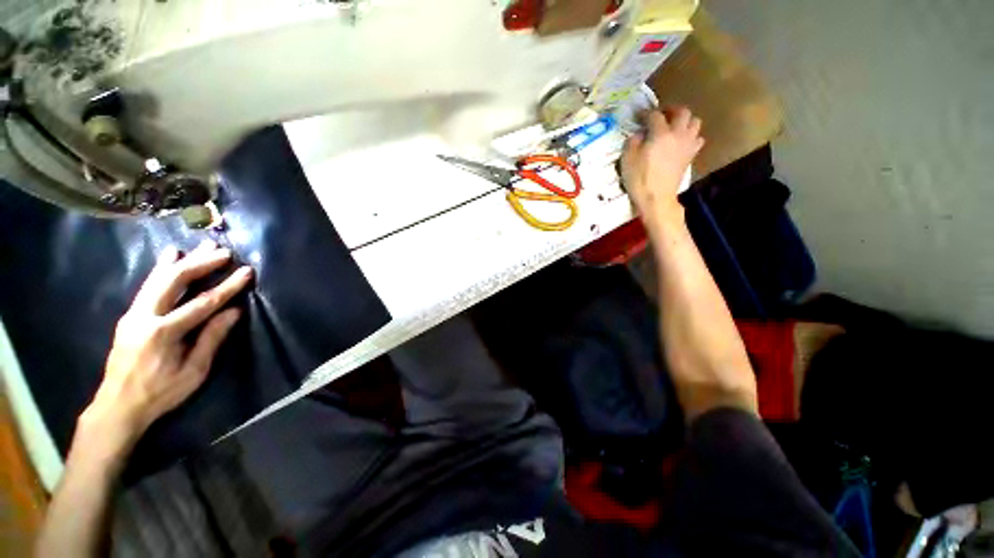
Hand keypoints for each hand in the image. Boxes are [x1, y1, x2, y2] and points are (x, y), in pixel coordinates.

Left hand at [78, 240, 252, 463]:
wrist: (118, 406)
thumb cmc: (161, 392)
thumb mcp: (194, 371)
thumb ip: (212, 338)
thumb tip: (234, 311)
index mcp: (163, 332)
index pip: (203, 302)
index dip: (228, 286)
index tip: (246, 271)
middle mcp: (144, 316)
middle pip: (175, 281)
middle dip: (201, 263)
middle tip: (223, 251)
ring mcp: (133, 314)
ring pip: (158, 278)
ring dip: (182, 260)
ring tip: (200, 246)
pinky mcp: (129, 315)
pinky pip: (148, 286)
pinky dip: (162, 268)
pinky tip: (170, 257)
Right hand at [621, 107, 703, 228]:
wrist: (656, 198)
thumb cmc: (639, 179)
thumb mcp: (627, 160)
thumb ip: (632, 142)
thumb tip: (639, 134)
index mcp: (661, 133)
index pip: (655, 115)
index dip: (646, 113)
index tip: (638, 116)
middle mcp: (678, 134)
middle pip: (682, 112)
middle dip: (671, 110)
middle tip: (661, 115)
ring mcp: (687, 145)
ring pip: (695, 123)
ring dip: (685, 121)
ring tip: (674, 127)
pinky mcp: (690, 156)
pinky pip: (697, 139)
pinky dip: (691, 136)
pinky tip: (681, 142)